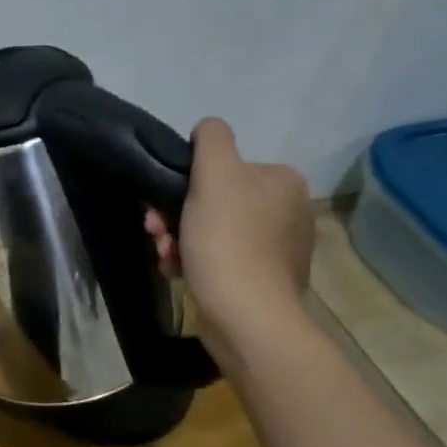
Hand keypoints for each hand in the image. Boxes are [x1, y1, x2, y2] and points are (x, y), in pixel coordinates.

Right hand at [145, 117, 312, 351]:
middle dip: (176, 216)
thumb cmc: (227, 242)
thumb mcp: (215, 176)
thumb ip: (211, 141)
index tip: (162, 208)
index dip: (185, 185)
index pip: (222, 167)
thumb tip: (207, 129)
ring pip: (211, 231)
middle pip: (213, 201)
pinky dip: (194, 262)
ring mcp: (278, 247)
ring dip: (179, 240)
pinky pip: (219, 259)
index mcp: (282, 180)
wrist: (246, 317)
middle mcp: (288, 209)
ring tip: (166, 259)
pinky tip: (179, 273)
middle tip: (157, 235)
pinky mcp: (264, 279)